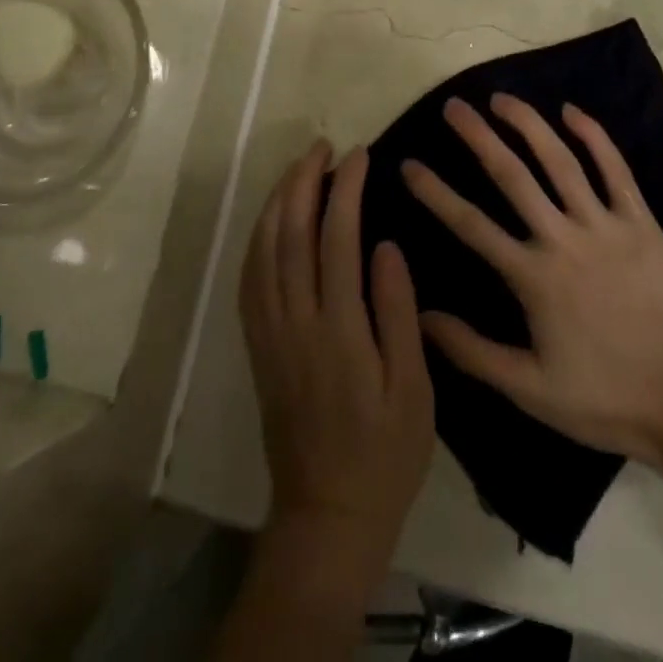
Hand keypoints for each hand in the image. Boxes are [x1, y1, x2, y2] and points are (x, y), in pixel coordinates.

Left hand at [239, 142, 434, 579]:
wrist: (326, 515)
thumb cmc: (384, 455)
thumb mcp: (413, 390)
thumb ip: (397, 313)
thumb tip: (385, 245)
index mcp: (339, 329)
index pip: (337, 238)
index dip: (346, 189)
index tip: (359, 155)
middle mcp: (296, 321)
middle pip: (291, 233)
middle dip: (304, 181)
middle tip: (322, 146)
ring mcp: (270, 333)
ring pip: (263, 250)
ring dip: (278, 201)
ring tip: (298, 169)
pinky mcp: (257, 347)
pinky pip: (249, 279)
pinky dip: (257, 239)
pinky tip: (269, 221)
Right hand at [404, 95, 662, 465]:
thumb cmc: (608, 397)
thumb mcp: (531, 390)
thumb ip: (473, 351)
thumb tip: (422, 316)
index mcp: (533, 276)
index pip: (471, 224)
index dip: (435, 193)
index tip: (408, 164)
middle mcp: (563, 237)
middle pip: (512, 175)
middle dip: (478, 137)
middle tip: (453, 106)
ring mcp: (604, 224)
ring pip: (560, 161)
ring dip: (528, 124)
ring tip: (502, 98)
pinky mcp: (641, 222)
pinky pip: (615, 169)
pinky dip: (594, 136)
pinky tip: (572, 111)